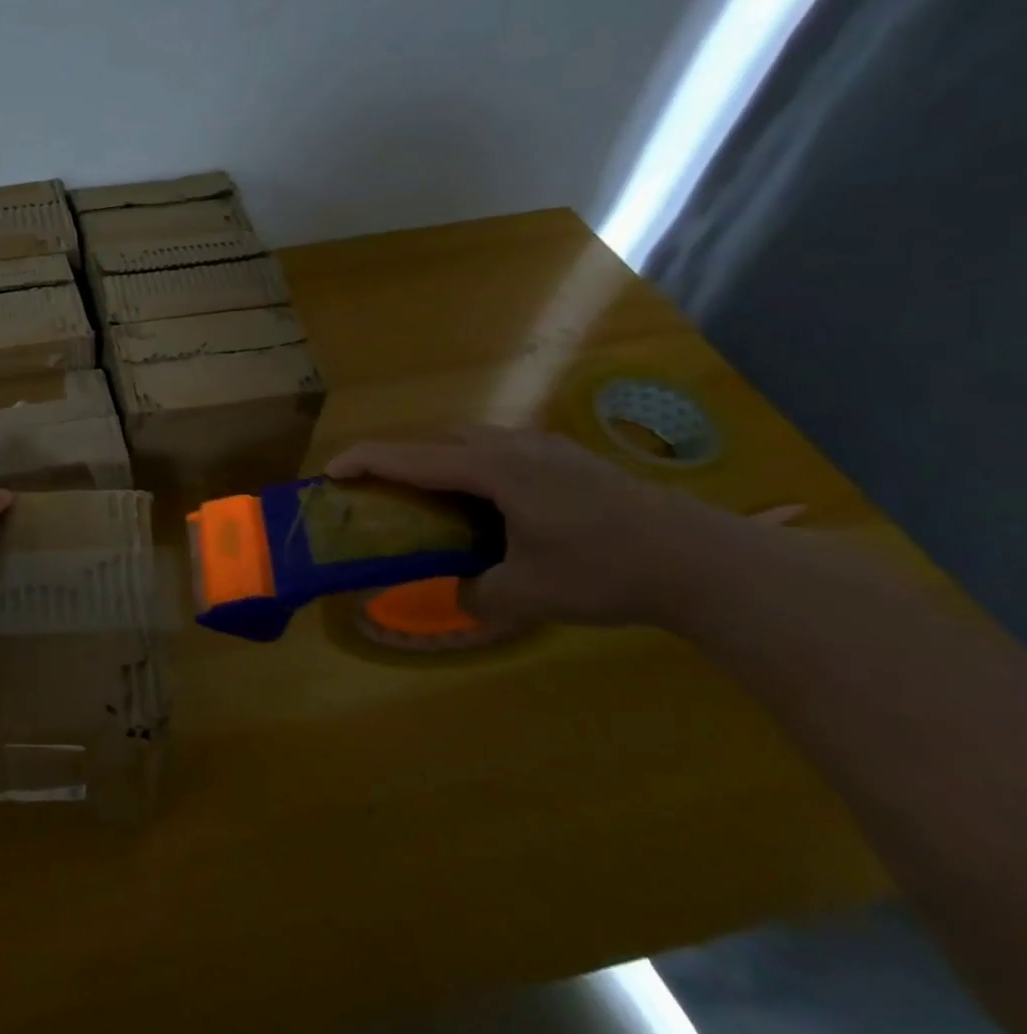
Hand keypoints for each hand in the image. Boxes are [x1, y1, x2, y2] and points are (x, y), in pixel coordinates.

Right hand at [326, 425, 742, 628]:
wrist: (704, 560)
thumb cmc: (605, 570)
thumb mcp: (530, 594)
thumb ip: (480, 594)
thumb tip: (461, 594)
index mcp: (493, 470)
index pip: (412, 458)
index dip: (365, 461)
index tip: (330, 472)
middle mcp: (513, 447)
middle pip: (438, 439)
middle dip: (399, 456)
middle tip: (377, 486)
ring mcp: (546, 448)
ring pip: (472, 440)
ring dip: (438, 459)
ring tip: (427, 494)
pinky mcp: (569, 459)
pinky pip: (501, 450)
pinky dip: (473, 466)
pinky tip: (487, 500)